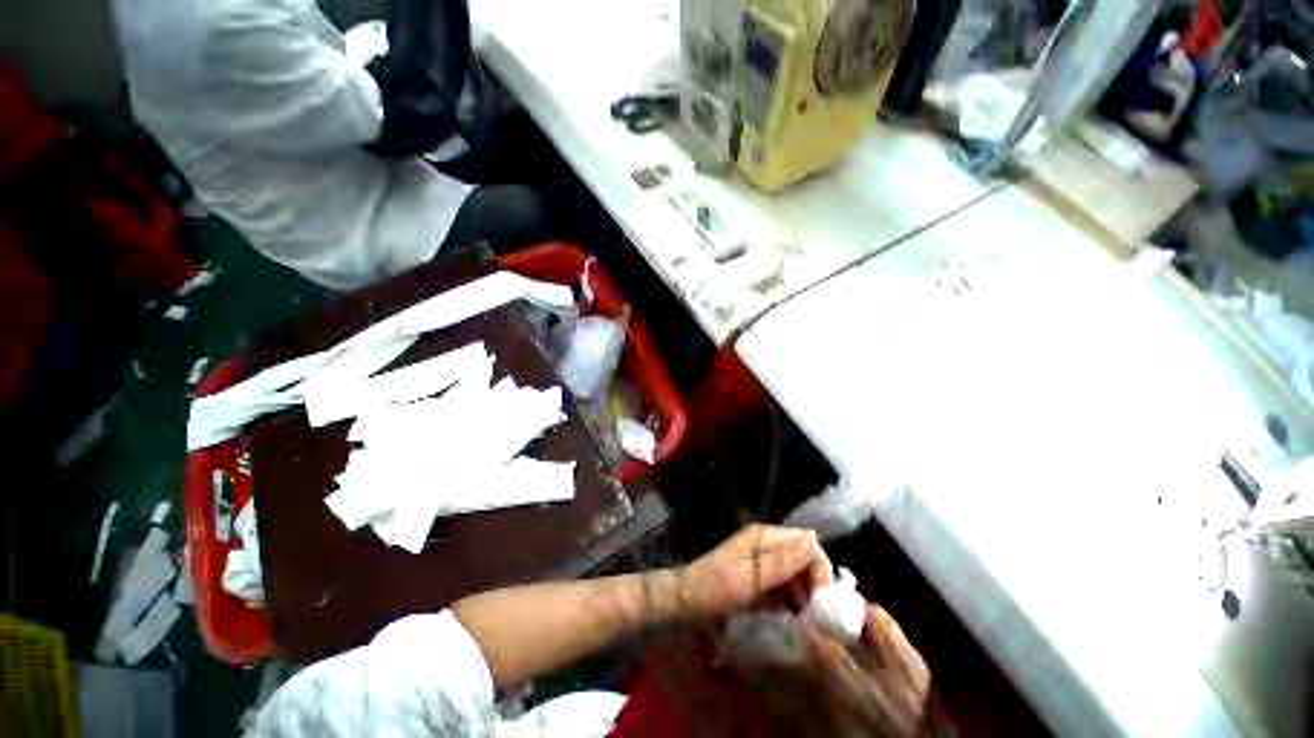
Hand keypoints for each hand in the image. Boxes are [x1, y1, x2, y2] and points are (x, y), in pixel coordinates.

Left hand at [678, 524, 833, 617]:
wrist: (686, 598)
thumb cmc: (716, 587)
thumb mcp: (752, 577)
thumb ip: (783, 561)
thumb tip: (814, 542)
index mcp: (765, 536)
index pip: (807, 541)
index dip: (820, 567)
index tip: (822, 600)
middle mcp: (766, 542)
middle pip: (803, 557)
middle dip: (814, 583)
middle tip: (816, 615)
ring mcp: (761, 558)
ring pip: (795, 572)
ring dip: (803, 594)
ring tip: (804, 620)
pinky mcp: (757, 574)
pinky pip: (783, 583)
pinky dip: (790, 599)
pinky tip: (788, 617)